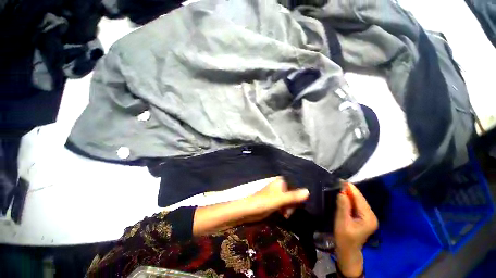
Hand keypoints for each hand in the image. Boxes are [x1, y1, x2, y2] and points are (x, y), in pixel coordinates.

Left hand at [244, 177, 309, 221]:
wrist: (249, 210)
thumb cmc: (264, 202)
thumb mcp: (280, 199)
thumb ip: (293, 196)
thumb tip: (308, 191)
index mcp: (281, 182)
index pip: (296, 187)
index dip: (298, 197)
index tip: (298, 206)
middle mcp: (280, 186)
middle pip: (293, 195)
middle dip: (292, 204)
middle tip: (288, 212)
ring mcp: (277, 194)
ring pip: (290, 201)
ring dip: (289, 209)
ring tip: (285, 215)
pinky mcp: (275, 202)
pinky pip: (285, 205)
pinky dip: (285, 210)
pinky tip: (283, 215)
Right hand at [334, 183, 377, 276]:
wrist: (348, 250)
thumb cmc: (344, 238)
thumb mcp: (342, 221)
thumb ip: (343, 206)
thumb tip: (341, 190)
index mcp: (368, 217)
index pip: (359, 198)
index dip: (350, 188)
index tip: (340, 179)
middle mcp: (371, 215)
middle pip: (360, 198)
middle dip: (349, 190)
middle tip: (337, 182)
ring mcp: (369, 216)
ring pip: (358, 201)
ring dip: (348, 194)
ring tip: (338, 186)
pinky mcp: (364, 217)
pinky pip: (356, 204)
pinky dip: (349, 199)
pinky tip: (342, 196)